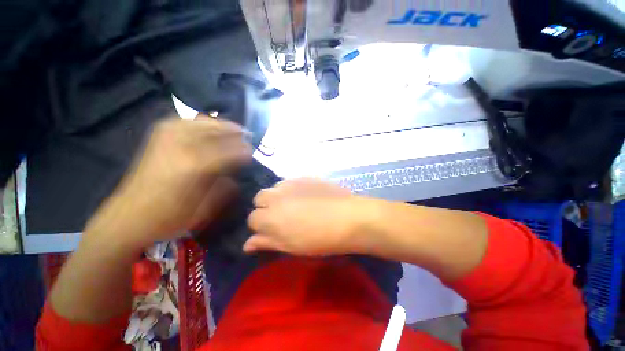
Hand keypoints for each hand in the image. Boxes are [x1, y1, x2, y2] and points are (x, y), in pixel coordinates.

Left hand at [86, 117, 251, 248]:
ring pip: (201, 122)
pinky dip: (199, 122)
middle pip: (216, 131)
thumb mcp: (204, 210)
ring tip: (231, 129)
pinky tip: (206, 126)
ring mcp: (167, 139)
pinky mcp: (158, 138)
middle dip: (235, 132)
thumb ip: (224, 190)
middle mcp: (182, 146)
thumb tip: (235, 177)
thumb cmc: (168, 218)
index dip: (243, 151)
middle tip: (246, 137)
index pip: (229, 151)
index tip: (252, 153)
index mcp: (196, 166)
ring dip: (220, 125)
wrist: (127, 217)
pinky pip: (183, 122)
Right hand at [245, 178, 370, 255]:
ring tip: (294, 204)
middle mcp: (275, 196)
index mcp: (269, 217)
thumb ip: (266, 242)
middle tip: (281, 216)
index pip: (252, 219)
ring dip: (278, 196)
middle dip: (265, 207)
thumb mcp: (290, 247)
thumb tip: (247, 244)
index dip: (261, 226)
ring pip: (274, 188)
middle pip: (259, 198)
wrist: (347, 218)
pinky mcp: (304, 177)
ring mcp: (291, 183)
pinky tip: (305, 196)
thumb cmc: (318, 239)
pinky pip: (290, 181)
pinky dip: (292, 189)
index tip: (272, 230)